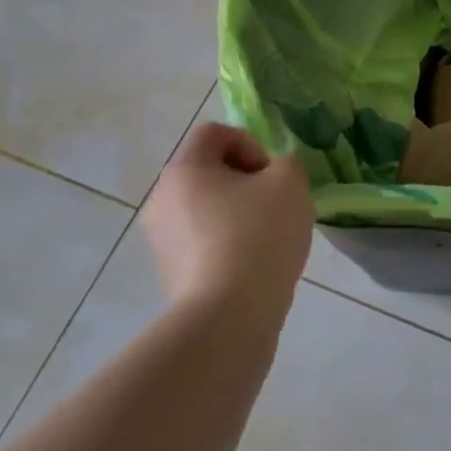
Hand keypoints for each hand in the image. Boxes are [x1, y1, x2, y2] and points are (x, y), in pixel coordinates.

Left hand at [141, 123, 313, 324]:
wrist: (228, 317)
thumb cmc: (258, 236)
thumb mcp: (290, 183)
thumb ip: (286, 164)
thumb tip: (272, 176)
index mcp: (185, 169)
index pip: (215, 133)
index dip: (250, 144)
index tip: (270, 177)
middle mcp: (161, 199)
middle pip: (208, 172)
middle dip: (245, 182)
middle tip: (274, 206)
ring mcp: (160, 240)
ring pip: (206, 210)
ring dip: (236, 215)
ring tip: (266, 241)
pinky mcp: (169, 275)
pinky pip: (202, 244)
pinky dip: (226, 246)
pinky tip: (251, 268)